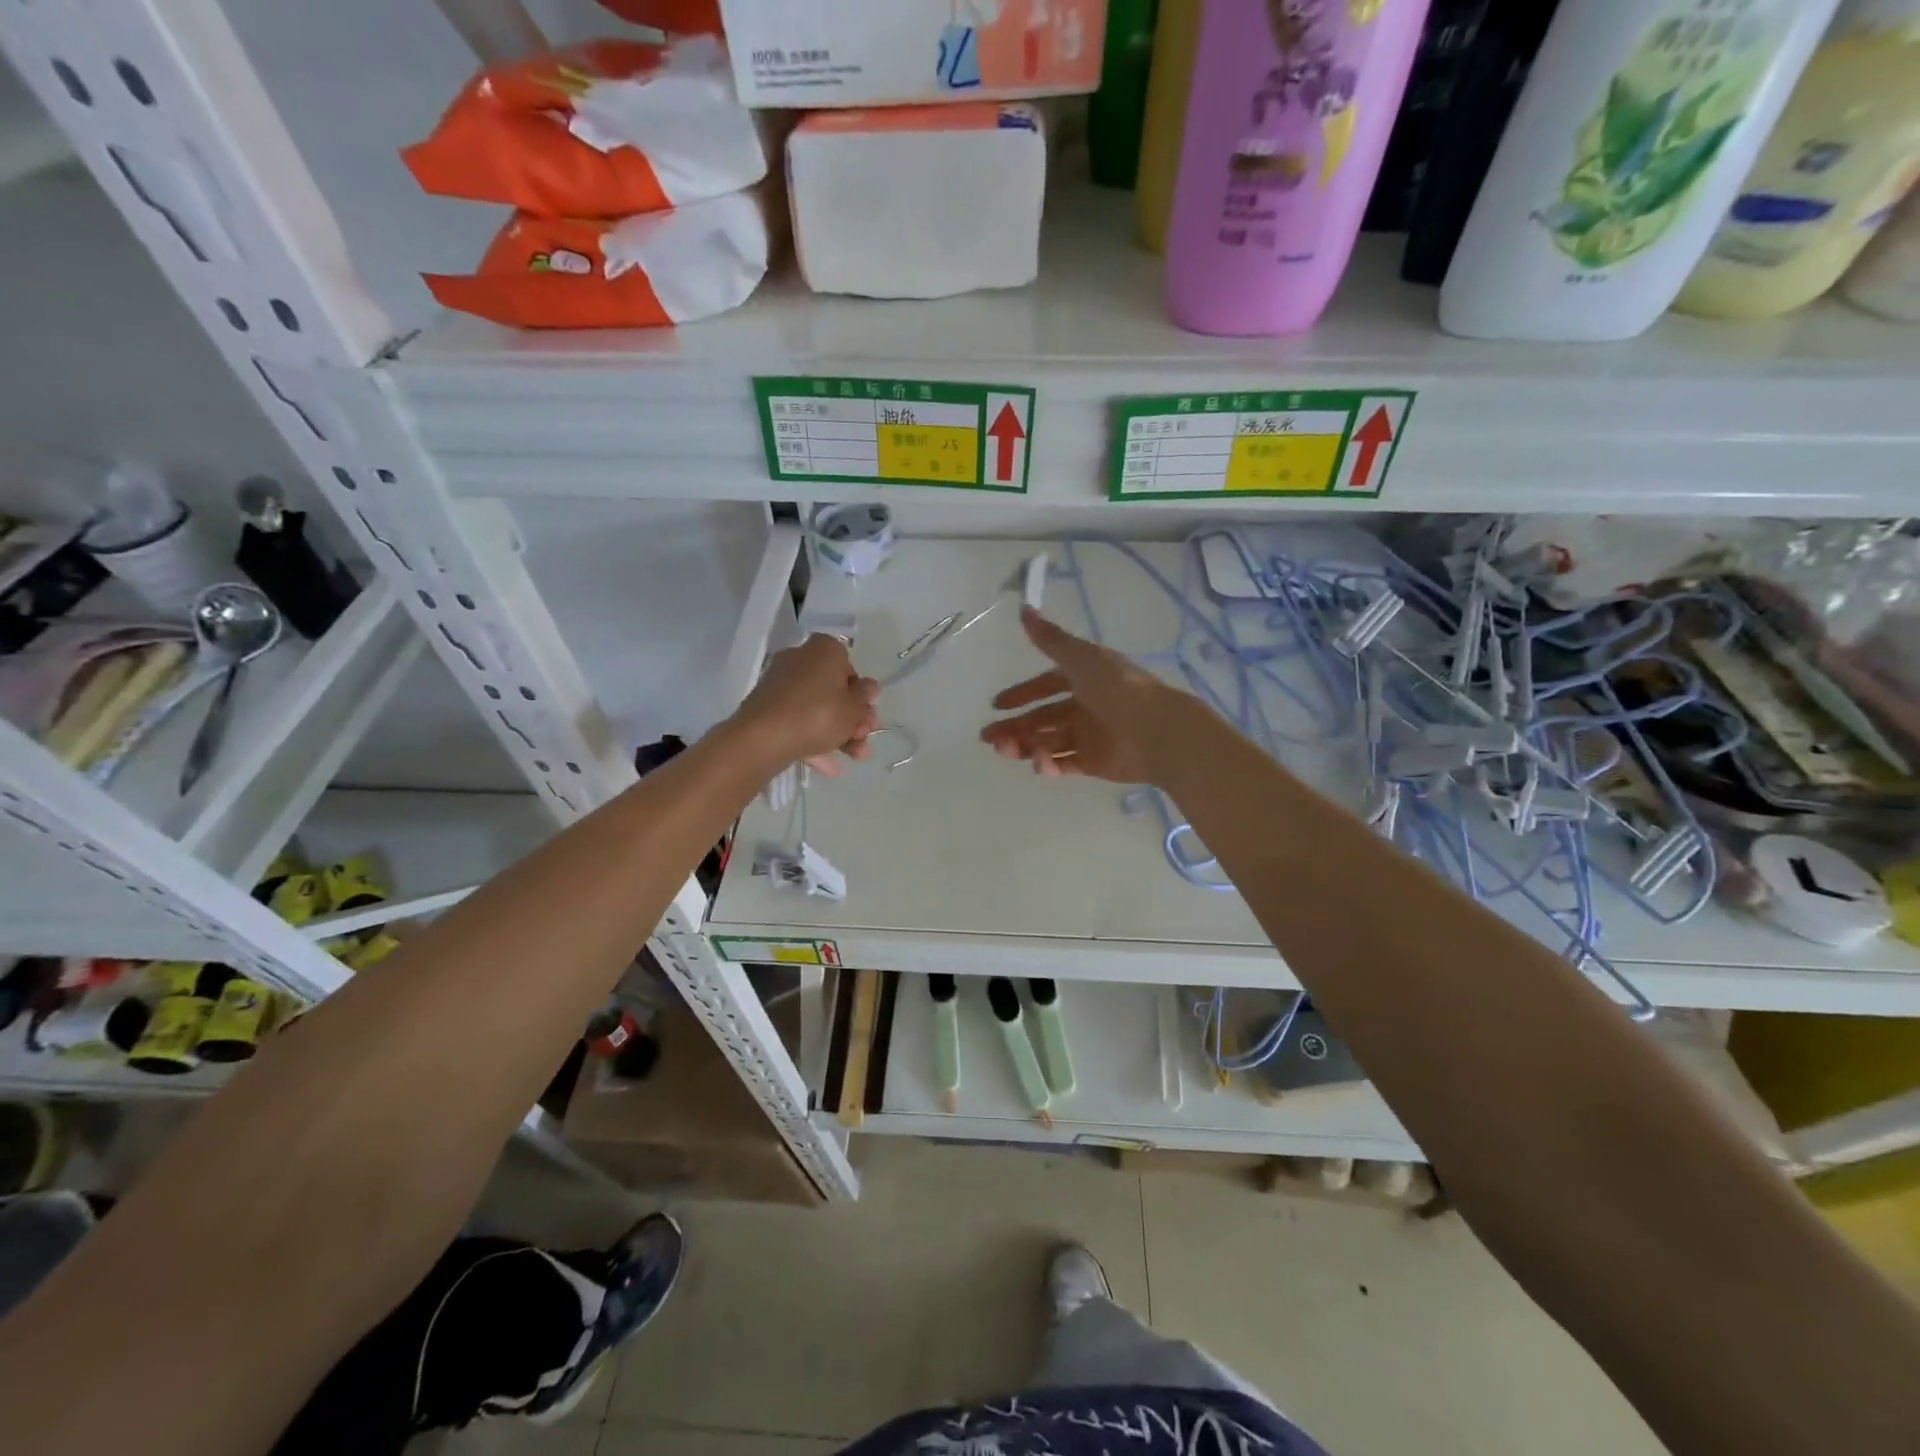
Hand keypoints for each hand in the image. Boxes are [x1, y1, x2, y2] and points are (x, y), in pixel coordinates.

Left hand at [733, 634, 879, 774]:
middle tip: (863, 739)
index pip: (850, 667)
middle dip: (852, 718)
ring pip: (817, 708)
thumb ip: (865, 696)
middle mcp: (800, 658)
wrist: (763, 738)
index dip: (861, 694)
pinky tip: (828, 766)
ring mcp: (780, 682)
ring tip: (853, 757)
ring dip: (838, 733)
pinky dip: (813, 739)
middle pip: (833, 690)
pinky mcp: (767, 706)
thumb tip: (869, 686)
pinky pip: (797, 720)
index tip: (866, 715)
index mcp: (825, 650)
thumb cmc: (819, 715)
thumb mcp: (854, 708)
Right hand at [980, 608, 1189, 783]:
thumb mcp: (1080, 657)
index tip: (997, 704)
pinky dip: (1049, 765)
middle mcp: (1085, 706)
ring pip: (1048, 742)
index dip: (1021, 694)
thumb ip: (1050, 639)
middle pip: (1042, 718)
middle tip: (988, 737)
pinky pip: (1064, 764)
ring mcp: (1089, 736)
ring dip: (1025, 746)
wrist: (1155, 731)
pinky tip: (1039, 765)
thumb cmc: (1117, 688)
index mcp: (1084, 679)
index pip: (1045, 685)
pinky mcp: (1095, 763)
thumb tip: (1023, 608)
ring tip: (1005, 750)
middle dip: (1014, 726)